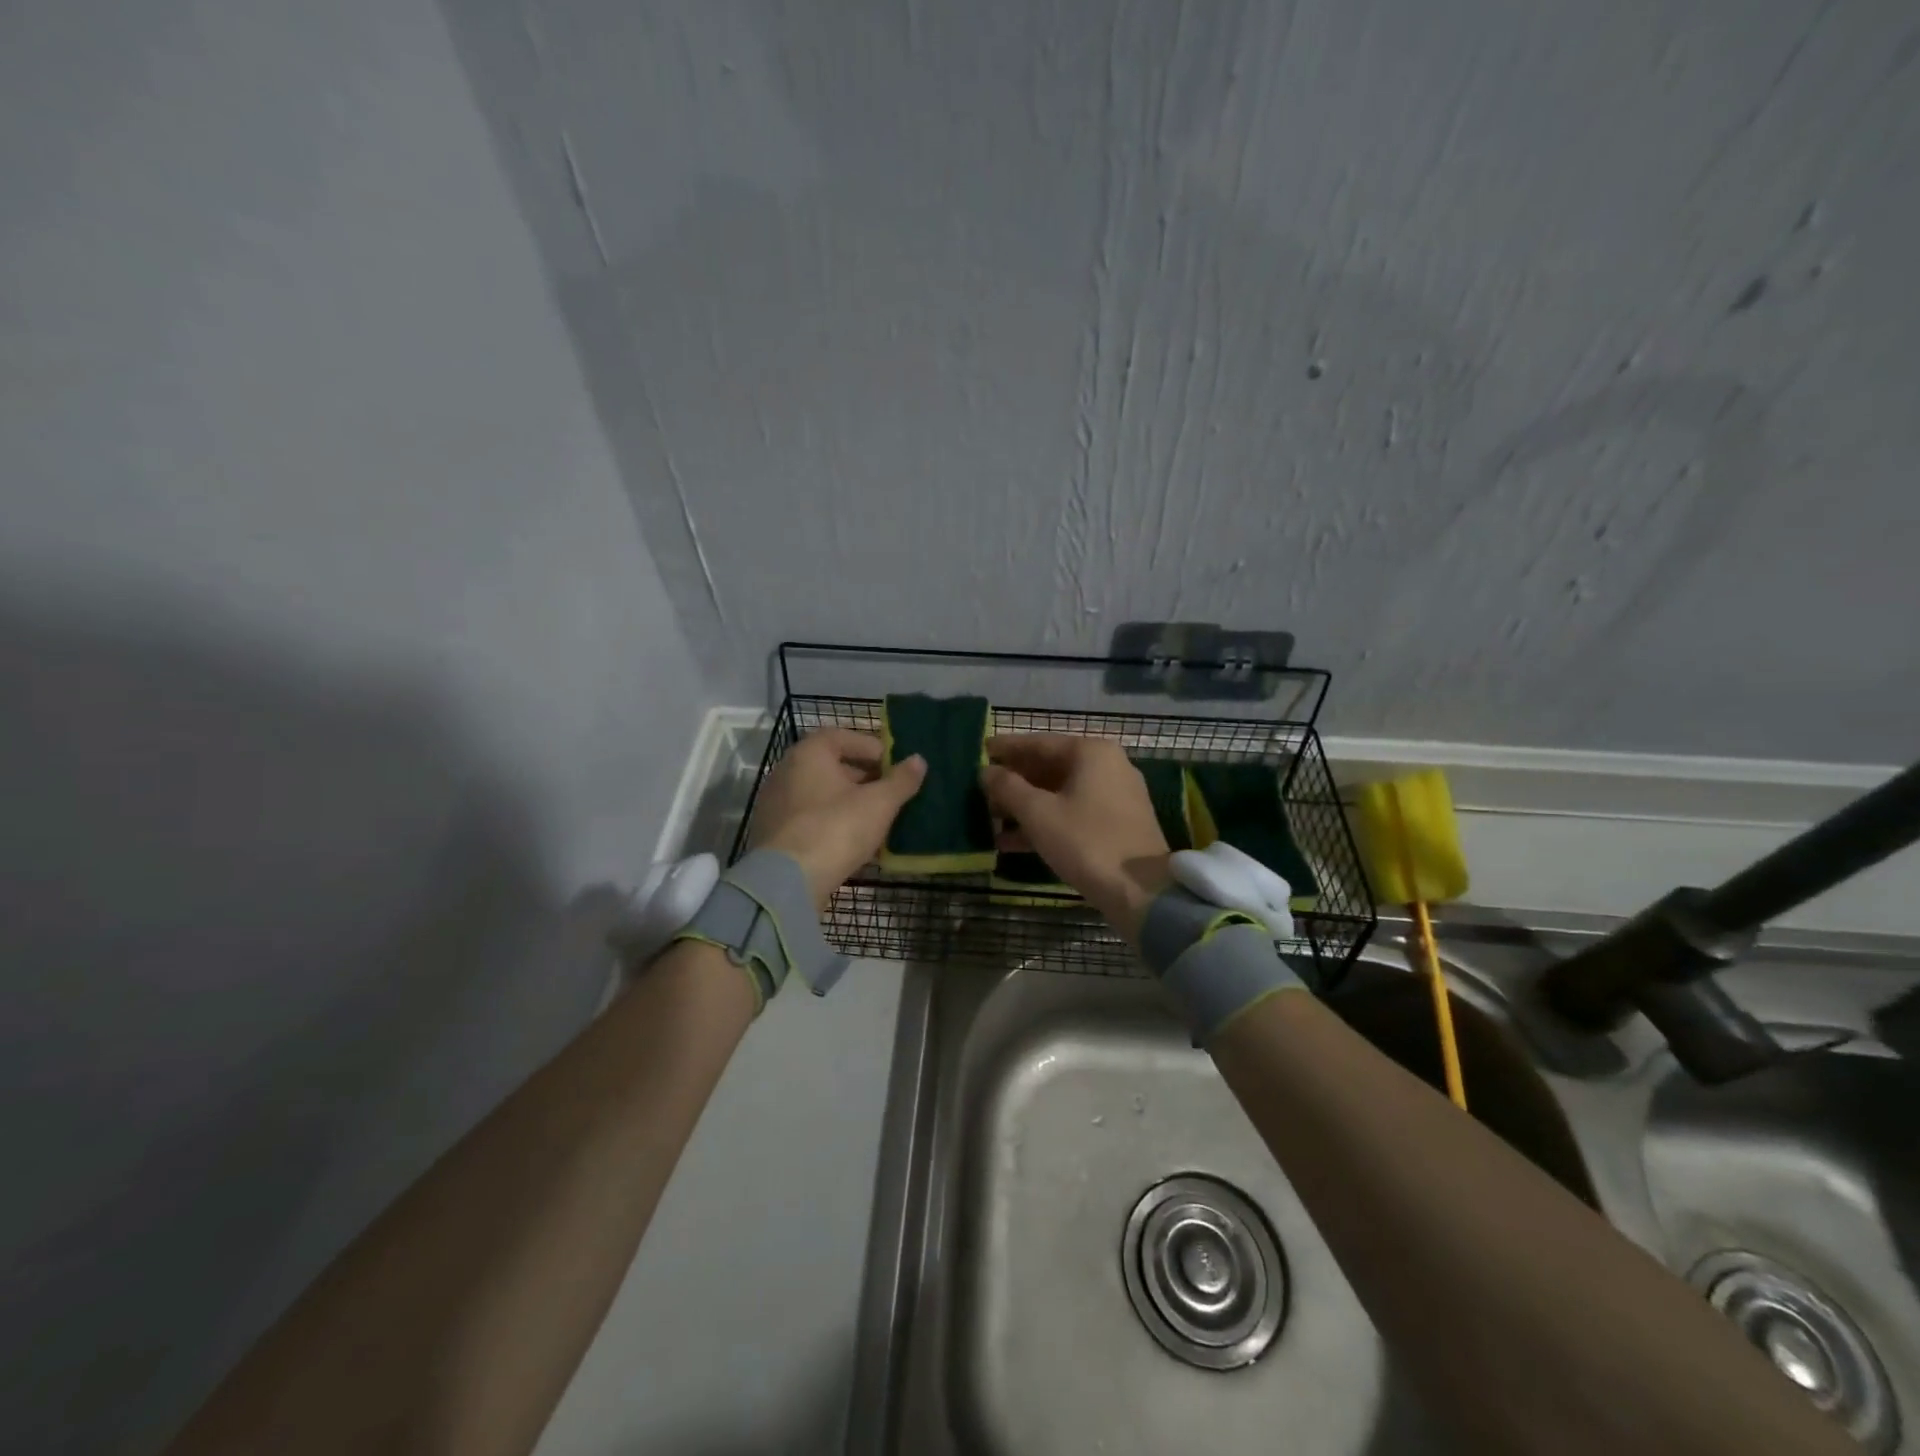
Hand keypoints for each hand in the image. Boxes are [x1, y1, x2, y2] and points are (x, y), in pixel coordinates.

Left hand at [750, 728, 926, 907]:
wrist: (788, 880)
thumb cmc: (836, 828)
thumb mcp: (879, 803)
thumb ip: (901, 780)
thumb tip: (919, 760)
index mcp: (809, 753)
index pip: (843, 737)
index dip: (872, 748)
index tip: (894, 765)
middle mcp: (786, 770)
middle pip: (830, 765)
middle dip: (863, 776)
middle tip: (890, 792)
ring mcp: (775, 803)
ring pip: (820, 793)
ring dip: (847, 801)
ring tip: (875, 817)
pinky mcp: (772, 832)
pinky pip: (808, 817)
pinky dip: (830, 821)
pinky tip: (851, 839)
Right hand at [979, 735, 1171, 938]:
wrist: (1142, 892)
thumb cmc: (1086, 842)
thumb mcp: (1038, 813)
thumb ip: (1007, 787)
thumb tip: (986, 771)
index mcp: (1091, 753)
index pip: (1039, 743)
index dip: (1006, 749)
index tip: (980, 750)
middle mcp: (1108, 766)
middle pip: (1050, 768)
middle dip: (1014, 782)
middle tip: (982, 791)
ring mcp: (1116, 796)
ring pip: (1060, 794)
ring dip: (1026, 806)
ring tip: (991, 819)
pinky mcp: (1118, 824)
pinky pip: (1074, 814)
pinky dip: (1046, 823)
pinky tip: (1012, 842)